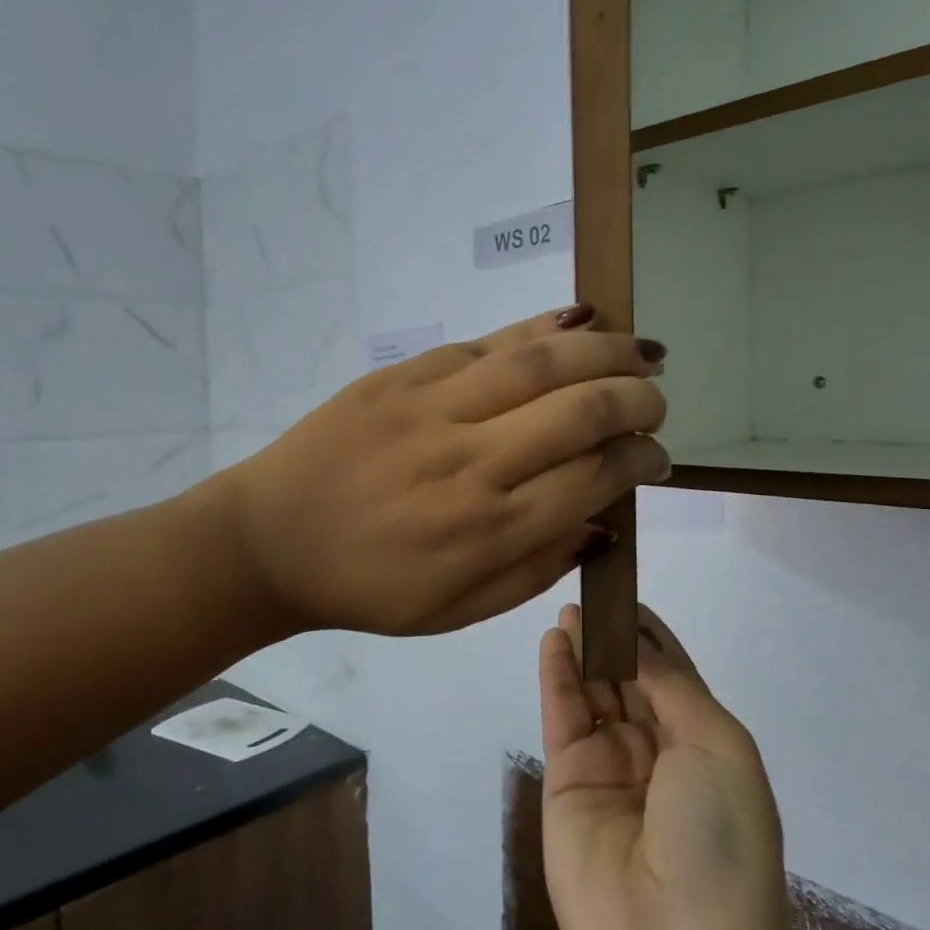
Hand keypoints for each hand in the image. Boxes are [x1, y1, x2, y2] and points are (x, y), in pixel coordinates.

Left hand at [223, 307, 669, 636]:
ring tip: (642, 350)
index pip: (595, 476)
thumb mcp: (460, 609)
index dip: (640, 459)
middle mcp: (473, 461)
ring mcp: (436, 408)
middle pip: (581, 410)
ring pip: (541, 361)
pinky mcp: (404, 375)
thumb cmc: (370, 587)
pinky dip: (542, 327)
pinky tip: (580, 320)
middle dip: (638, 399)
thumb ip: (540, 568)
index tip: (656, 455)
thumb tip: (604, 519)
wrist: (272, 540)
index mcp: (490, 529)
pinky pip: (487, 342)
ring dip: (606, 350)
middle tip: (656, 400)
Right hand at [539, 605, 788, 929]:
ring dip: (585, 648)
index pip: (674, 676)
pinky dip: (558, 674)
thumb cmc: (717, 836)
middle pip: (631, 678)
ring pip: (594, 691)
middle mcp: (658, 753)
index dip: (653, 635)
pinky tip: (554, 639)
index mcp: (707, 747)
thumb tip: (638, 644)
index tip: (629, 593)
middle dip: (615, 636)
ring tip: (571, 605)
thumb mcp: (719, 747)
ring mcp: (609, 766)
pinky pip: (563, 714)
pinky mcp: (565, 779)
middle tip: (592, 588)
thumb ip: (672, 686)